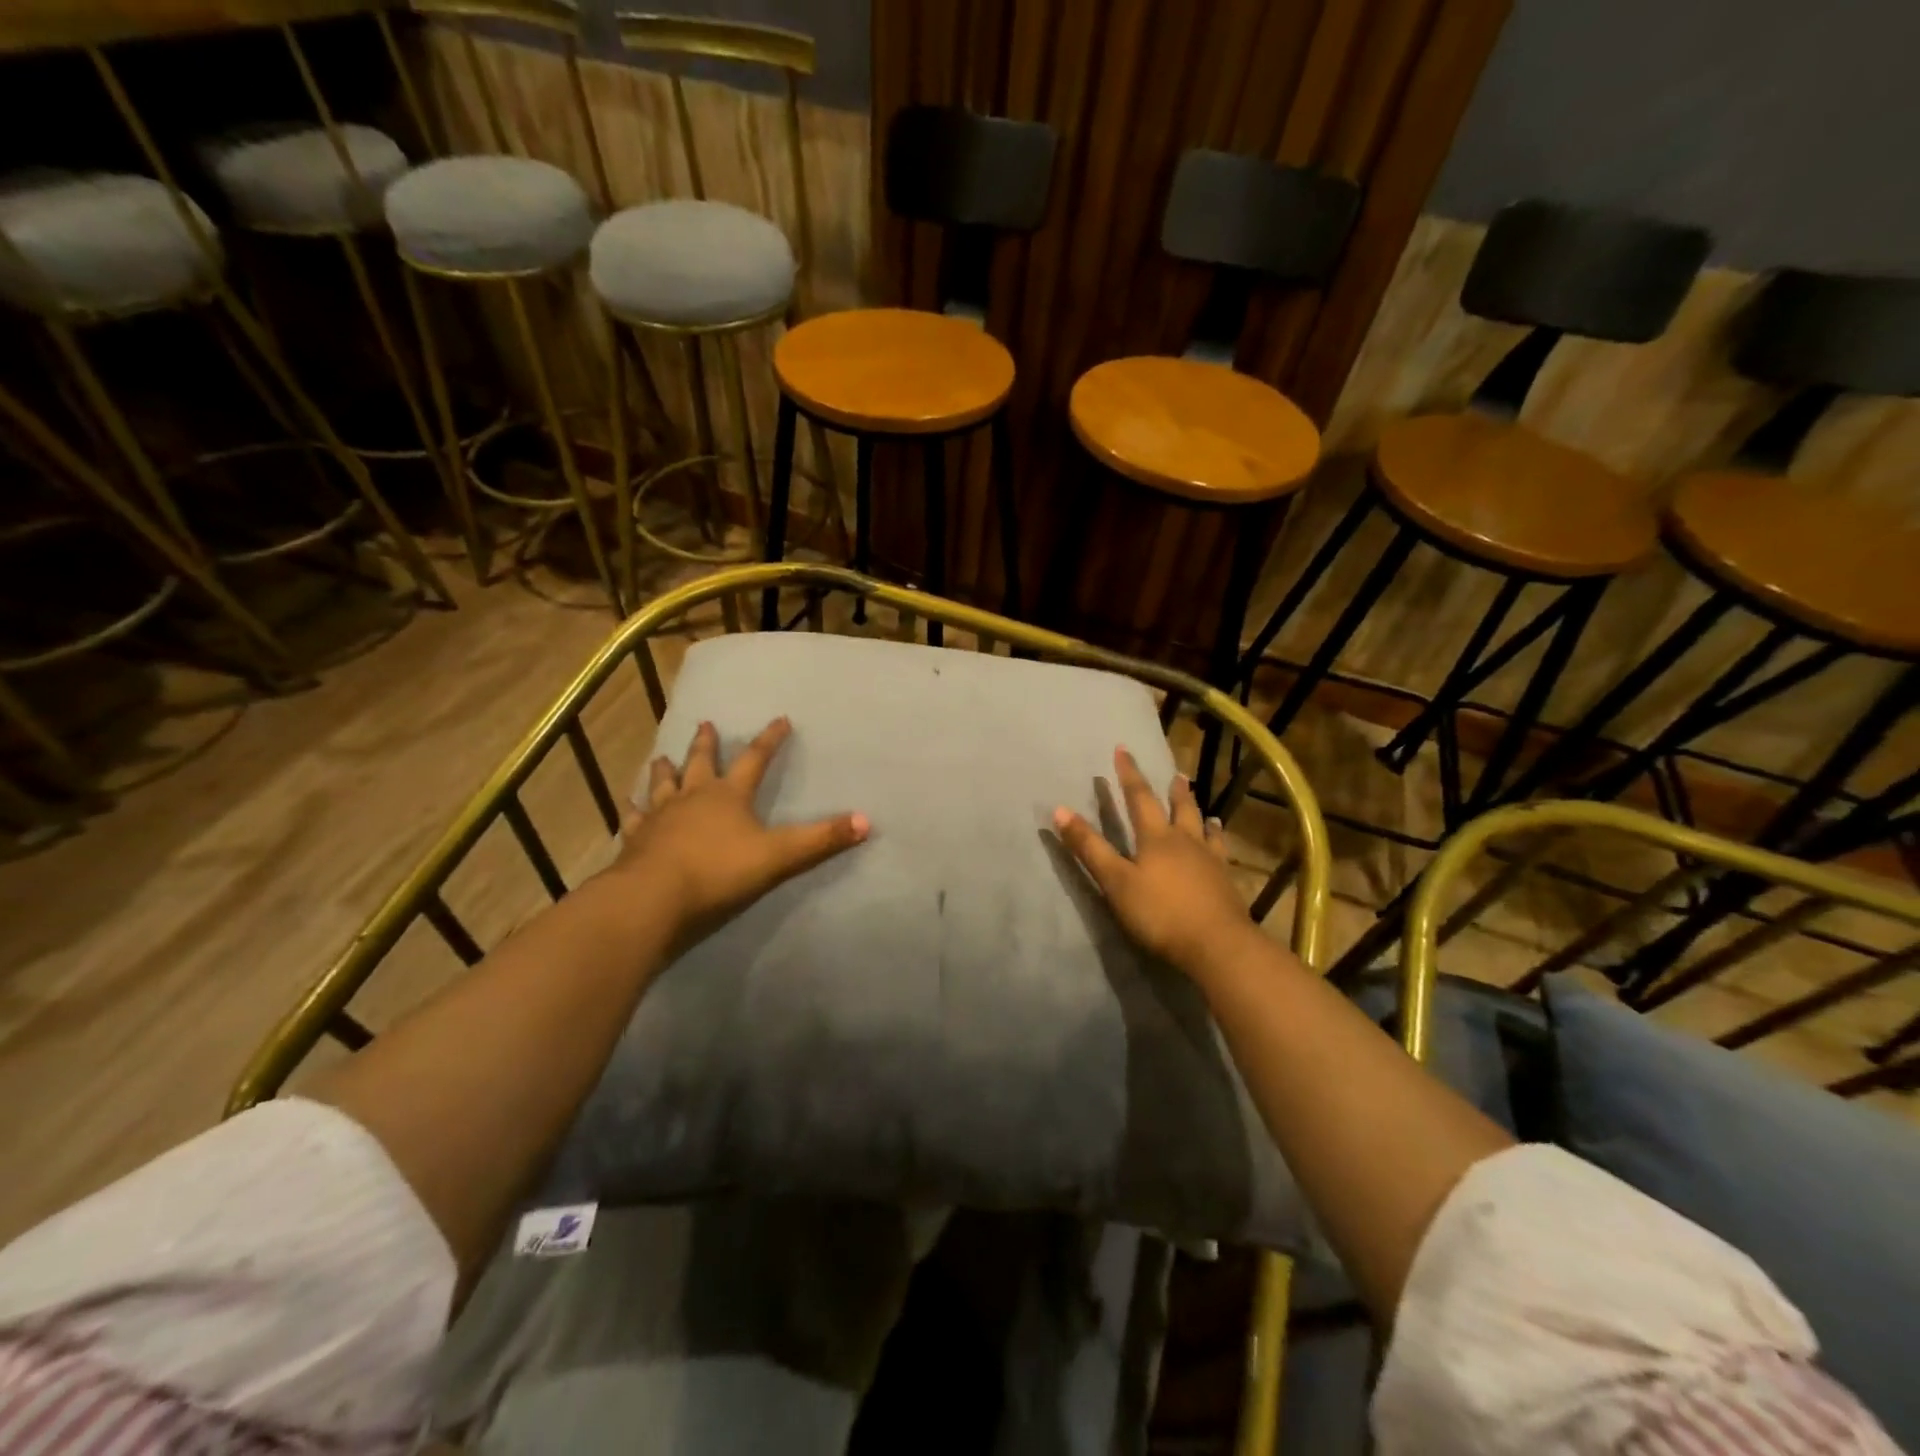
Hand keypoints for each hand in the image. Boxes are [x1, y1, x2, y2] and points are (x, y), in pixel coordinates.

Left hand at [611, 717, 867, 943]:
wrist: (654, 898)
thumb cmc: (719, 872)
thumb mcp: (780, 856)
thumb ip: (821, 839)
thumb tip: (868, 821)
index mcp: (729, 795)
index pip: (755, 759)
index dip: (770, 739)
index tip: (780, 719)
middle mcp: (693, 797)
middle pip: (701, 763)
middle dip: (706, 744)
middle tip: (706, 724)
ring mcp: (660, 816)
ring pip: (663, 784)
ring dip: (665, 769)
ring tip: (662, 757)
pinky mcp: (636, 839)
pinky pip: (634, 817)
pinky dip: (633, 808)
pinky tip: (627, 803)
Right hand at [1053, 748, 1254, 975]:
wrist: (1217, 945)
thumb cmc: (1160, 913)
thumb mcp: (1115, 882)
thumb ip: (1089, 848)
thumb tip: (1060, 810)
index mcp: (1156, 838)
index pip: (1139, 798)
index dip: (1129, 774)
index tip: (1123, 750)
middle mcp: (1185, 841)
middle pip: (1179, 808)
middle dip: (1172, 790)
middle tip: (1176, 774)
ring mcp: (1210, 860)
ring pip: (1203, 827)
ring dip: (1199, 813)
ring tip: (1203, 807)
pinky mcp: (1226, 881)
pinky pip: (1221, 851)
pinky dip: (1218, 840)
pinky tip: (1220, 842)